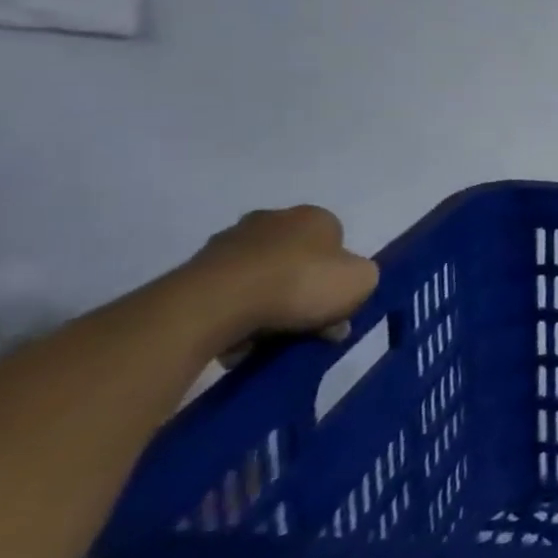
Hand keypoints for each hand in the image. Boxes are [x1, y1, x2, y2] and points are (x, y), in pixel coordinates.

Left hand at [184, 206, 378, 348]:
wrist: (218, 302)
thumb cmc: (301, 283)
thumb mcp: (361, 282)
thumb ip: (363, 280)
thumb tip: (344, 289)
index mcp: (315, 217)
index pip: (337, 245)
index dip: (339, 278)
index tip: (336, 309)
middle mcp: (273, 220)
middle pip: (298, 262)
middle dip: (303, 293)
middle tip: (305, 328)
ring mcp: (229, 242)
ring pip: (262, 279)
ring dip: (267, 305)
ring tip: (268, 341)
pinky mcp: (195, 269)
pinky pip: (228, 296)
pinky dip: (235, 315)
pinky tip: (238, 340)